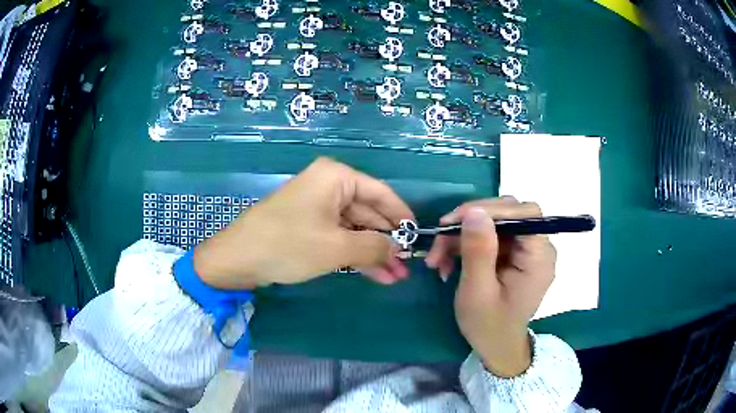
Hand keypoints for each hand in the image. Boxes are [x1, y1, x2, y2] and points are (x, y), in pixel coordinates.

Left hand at [192, 158, 414, 288]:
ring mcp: (318, 206)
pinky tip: (375, 274)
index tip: (418, 238)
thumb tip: (399, 249)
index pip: (381, 193)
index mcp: (336, 177)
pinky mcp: (309, 225)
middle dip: (387, 243)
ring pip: (355, 229)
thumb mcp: (336, 248)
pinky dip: (355, 255)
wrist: (238, 259)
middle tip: (406, 267)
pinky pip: (339, 237)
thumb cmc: (288, 244)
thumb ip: (374, 247)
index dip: (402, 217)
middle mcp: (329, 185)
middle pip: (369, 213)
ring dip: (373, 253)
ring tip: (395, 277)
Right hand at [426, 197, 555, 376]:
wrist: (496, 346)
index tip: (456, 220)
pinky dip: (466, 244)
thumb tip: (474, 211)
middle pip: (508, 213)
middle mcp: (538, 247)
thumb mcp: (478, 292)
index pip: (525, 214)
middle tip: (440, 238)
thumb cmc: (489, 326)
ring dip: (462, 235)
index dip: (492, 209)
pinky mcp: (514, 253)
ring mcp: (526, 249)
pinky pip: (489, 236)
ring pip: (494, 223)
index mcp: (539, 257)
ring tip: (438, 258)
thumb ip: (478, 251)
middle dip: (470, 223)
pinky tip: (448, 263)